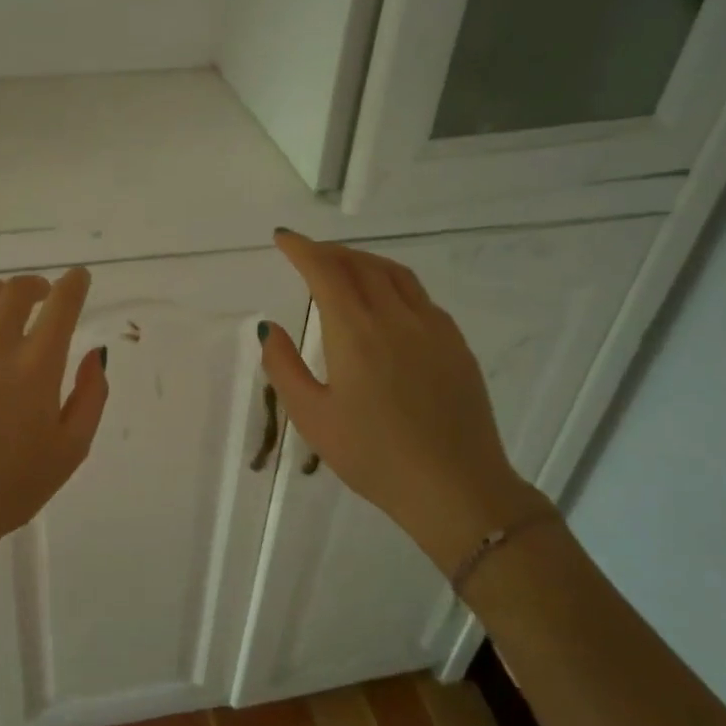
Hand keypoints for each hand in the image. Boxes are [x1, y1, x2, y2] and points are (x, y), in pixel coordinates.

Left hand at [0, 269, 108, 604]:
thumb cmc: (8, 489)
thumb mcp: (70, 451)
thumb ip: (90, 397)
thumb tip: (93, 354)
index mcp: (36, 366)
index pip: (61, 305)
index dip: (73, 284)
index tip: (77, 278)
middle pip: (16, 291)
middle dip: (34, 286)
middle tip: (38, 294)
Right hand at [260, 230, 550, 572]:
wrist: (456, 488)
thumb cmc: (373, 457)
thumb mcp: (312, 417)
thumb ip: (284, 367)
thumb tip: (269, 328)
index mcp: (356, 332)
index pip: (325, 271)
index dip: (302, 249)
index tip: (283, 238)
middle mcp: (396, 318)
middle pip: (361, 264)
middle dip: (330, 251)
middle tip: (307, 254)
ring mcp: (433, 328)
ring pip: (395, 274)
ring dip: (363, 261)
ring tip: (344, 267)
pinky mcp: (456, 345)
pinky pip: (419, 296)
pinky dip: (393, 283)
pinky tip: (386, 303)